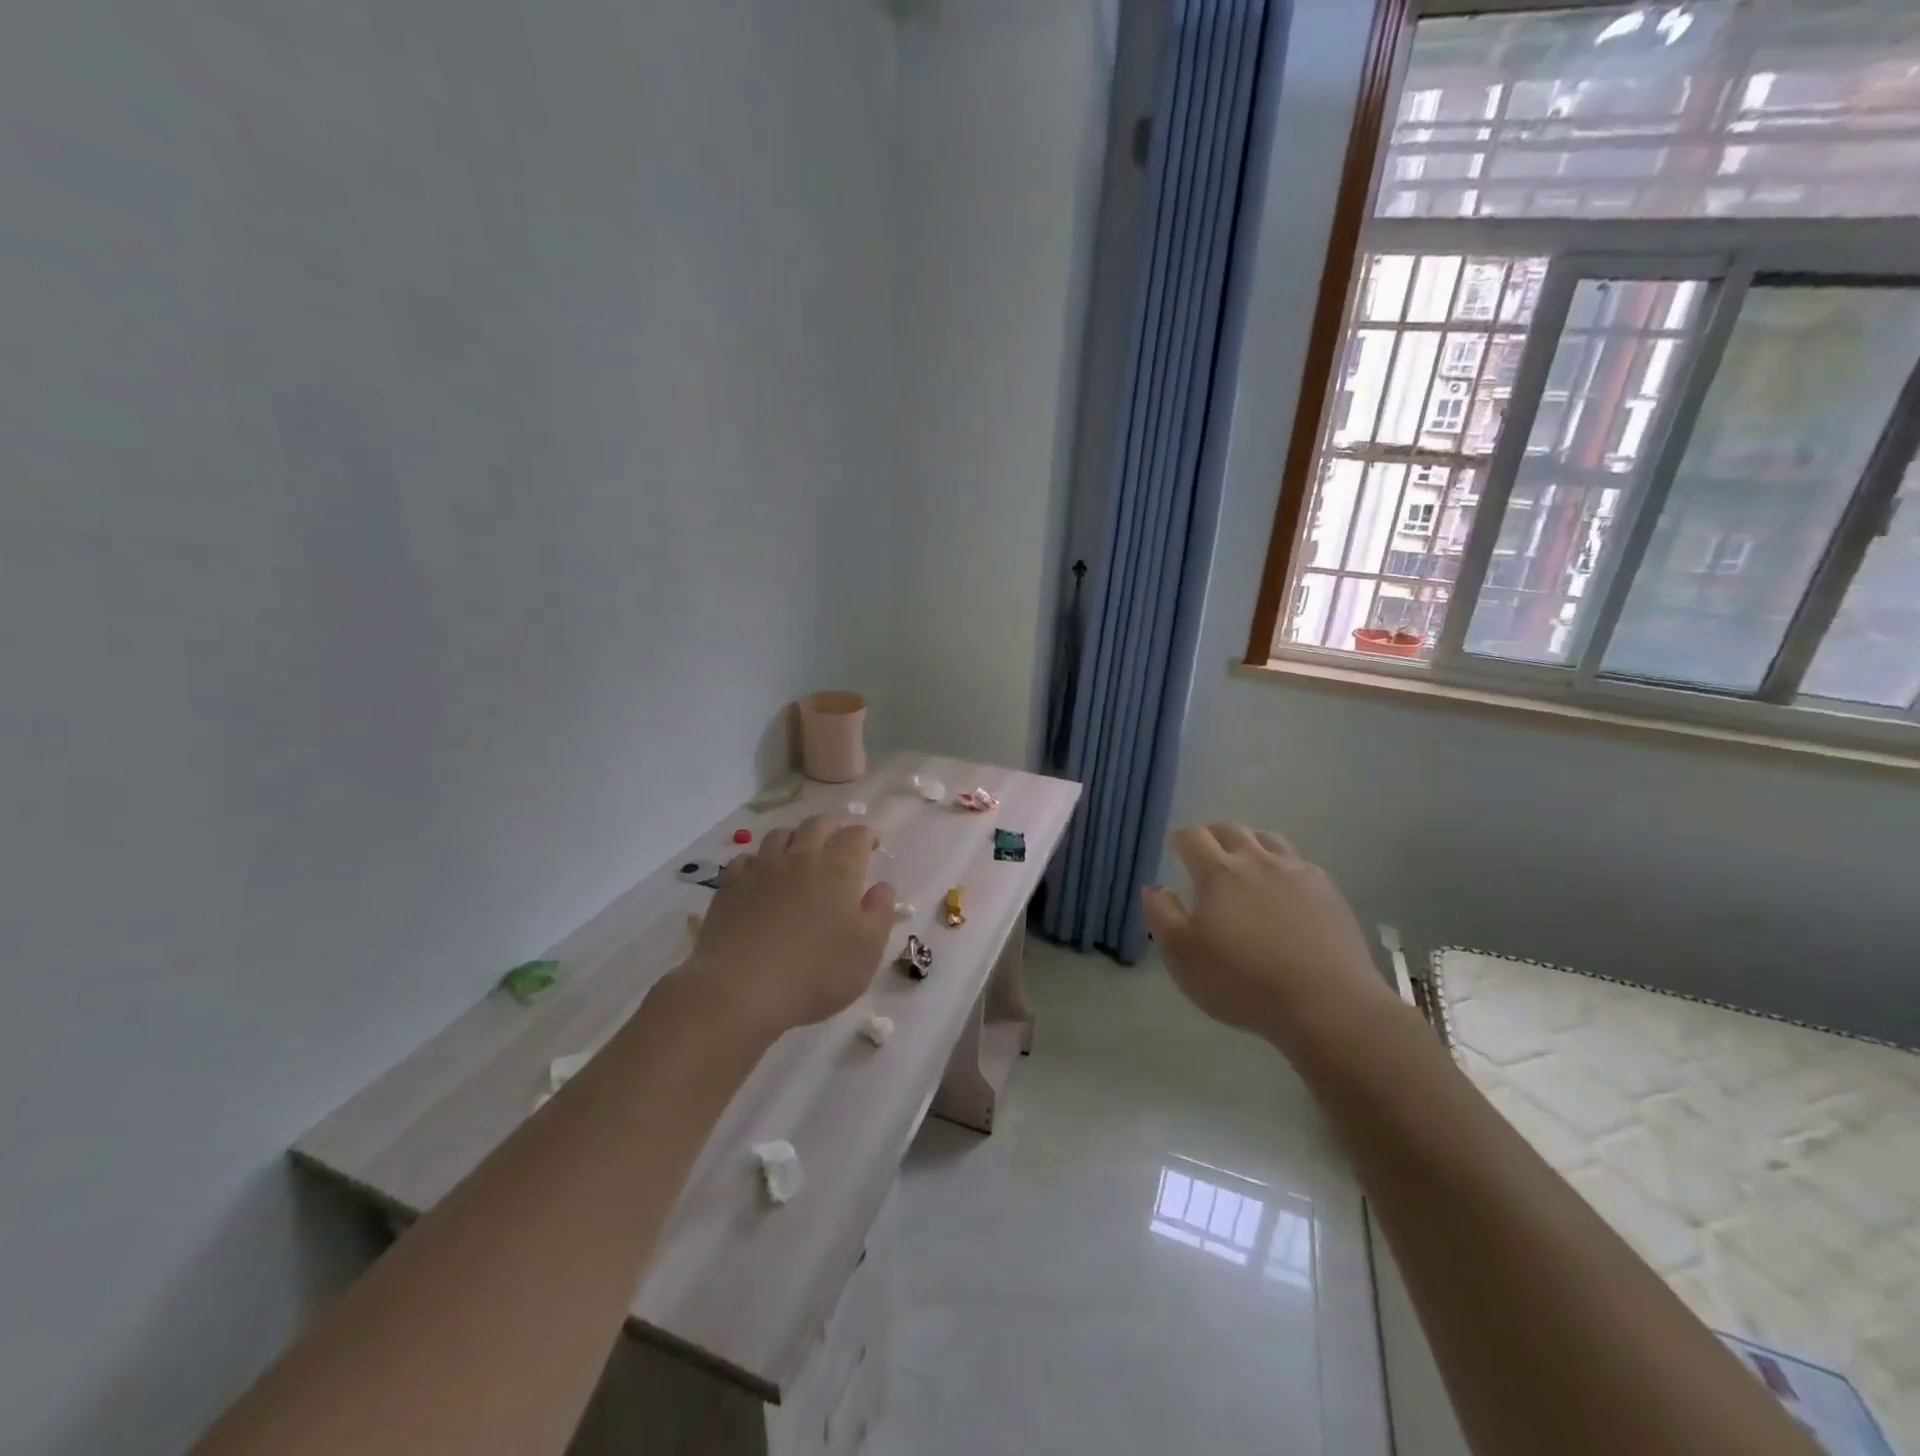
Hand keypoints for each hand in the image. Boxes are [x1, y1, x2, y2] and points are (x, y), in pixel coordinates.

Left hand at [685, 816, 894, 1040]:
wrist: (739, 991)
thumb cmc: (815, 974)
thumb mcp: (867, 951)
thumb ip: (880, 912)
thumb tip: (882, 887)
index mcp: (838, 869)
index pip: (856, 835)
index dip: (867, 836)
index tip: (872, 847)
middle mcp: (800, 857)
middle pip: (818, 824)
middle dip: (833, 830)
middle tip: (839, 848)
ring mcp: (761, 868)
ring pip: (780, 834)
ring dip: (796, 839)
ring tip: (800, 858)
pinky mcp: (730, 885)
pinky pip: (747, 858)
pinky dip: (760, 862)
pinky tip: (762, 880)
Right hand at [1142, 825, 1390, 1045]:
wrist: (1327, 1004)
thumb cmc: (1243, 982)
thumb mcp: (1183, 956)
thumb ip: (1162, 915)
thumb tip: (1154, 887)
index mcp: (1218, 873)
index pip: (1193, 837)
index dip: (1180, 839)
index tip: (1175, 849)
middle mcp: (1257, 861)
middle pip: (1231, 830)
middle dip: (1213, 836)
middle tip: (1206, 854)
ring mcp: (1297, 873)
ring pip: (1268, 839)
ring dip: (1250, 843)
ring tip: (1245, 863)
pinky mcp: (1328, 891)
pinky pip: (1299, 863)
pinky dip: (1283, 865)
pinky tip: (1284, 888)